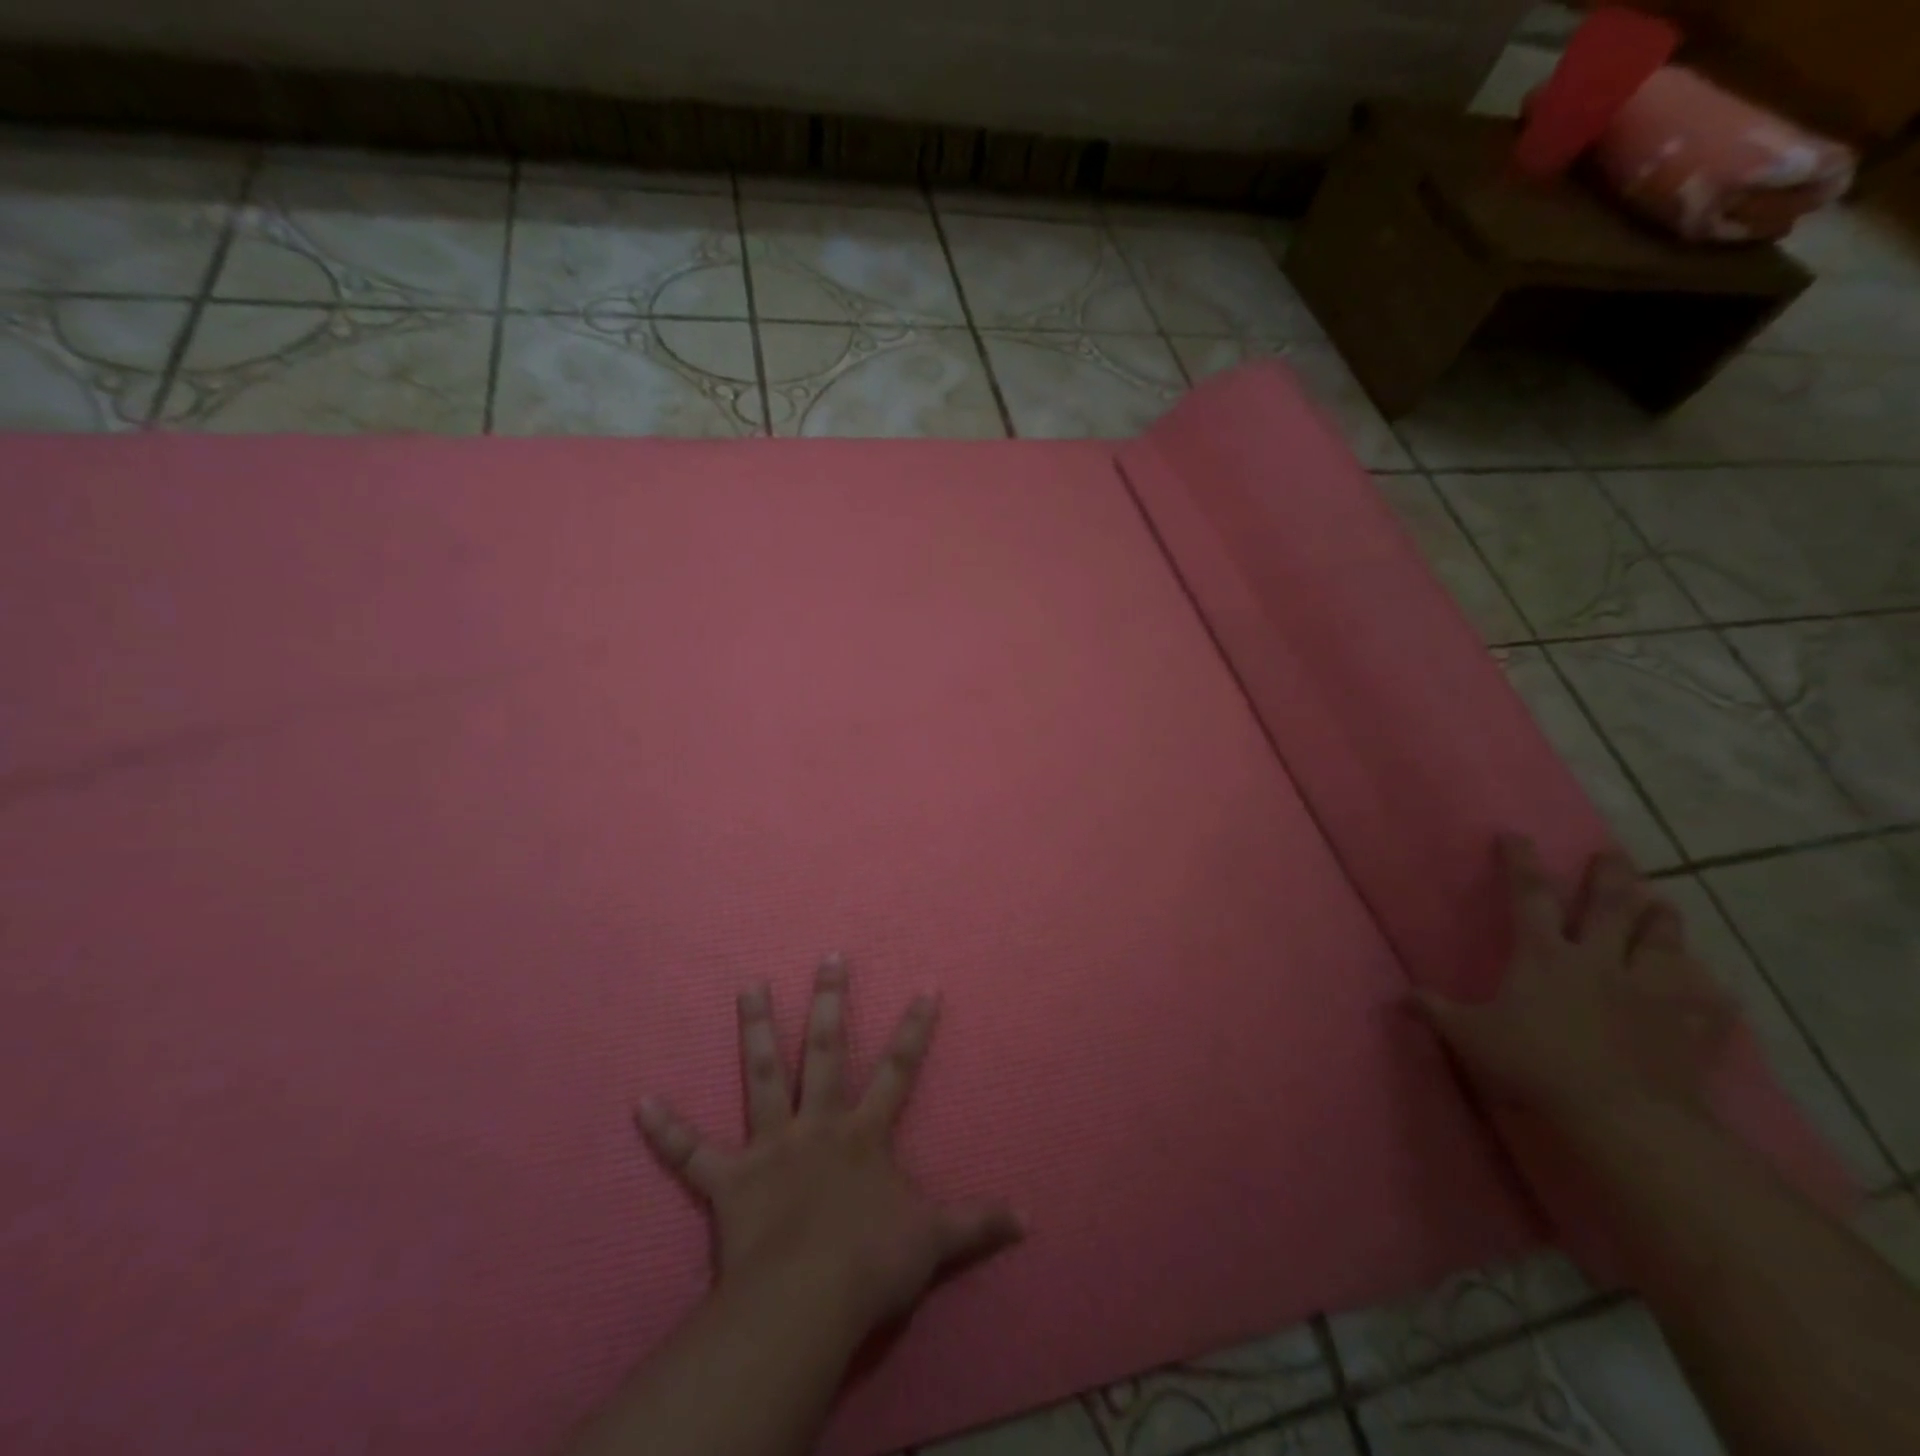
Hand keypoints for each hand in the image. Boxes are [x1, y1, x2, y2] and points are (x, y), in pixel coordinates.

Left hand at [635, 955, 1021, 1339]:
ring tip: (747, 984)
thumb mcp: (935, 1241)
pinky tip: (640, 1101)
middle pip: (825, 1051)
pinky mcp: (728, 1181)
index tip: (927, 983)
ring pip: (761, 1074)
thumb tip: (1031, 1217)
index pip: (898, 1068)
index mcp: (863, 1134)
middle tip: (828, 955)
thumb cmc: (871, 1263)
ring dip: (754, 1028)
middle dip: (829, 1001)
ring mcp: (770, 1146)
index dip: (915, 1026)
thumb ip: (979, 1223)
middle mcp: (817, 1125)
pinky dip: (664, 1130)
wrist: (807, 1301)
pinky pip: (690, 1153)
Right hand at [1416, 836, 1735, 1123]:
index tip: (1515, 835)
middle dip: (1609, 876)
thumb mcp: (1468, 1036)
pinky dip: (1710, 994)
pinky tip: (1715, 989)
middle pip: (1609, 906)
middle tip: (1612, 853)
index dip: (1520, 862)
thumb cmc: (1535, 1063)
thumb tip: (1400, 995)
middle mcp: (1599, 961)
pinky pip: (1707, 1005)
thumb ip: (1435, 1010)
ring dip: (1663, 919)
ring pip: (1662, 943)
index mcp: (1544, 955)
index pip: (1529, 894)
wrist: (1621, 1118)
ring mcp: (1649, 993)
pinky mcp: (1686, 1029)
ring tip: (1664, 903)